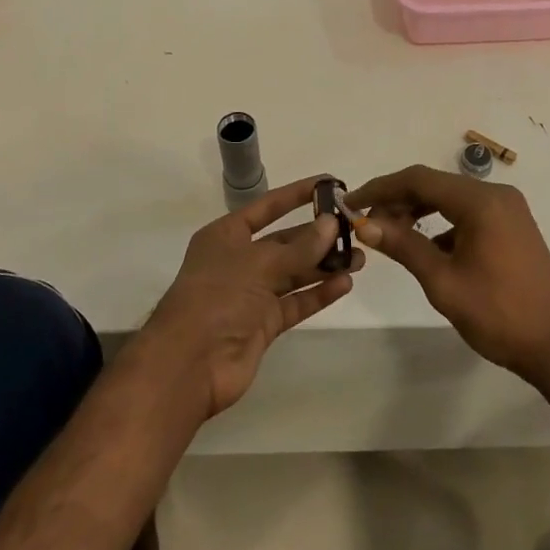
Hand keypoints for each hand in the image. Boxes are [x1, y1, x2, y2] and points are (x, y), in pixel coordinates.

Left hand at [141, 175, 362, 417]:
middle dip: (318, 236)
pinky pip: (296, 302)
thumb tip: (331, 223)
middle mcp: (239, 260)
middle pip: (285, 242)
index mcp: (227, 235)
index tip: (330, 184)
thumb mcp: (259, 264)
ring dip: (324, 265)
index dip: (297, 194)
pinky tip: (344, 284)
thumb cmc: (217, 298)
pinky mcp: (264, 324)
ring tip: (359, 258)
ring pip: (294, 273)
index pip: (268, 206)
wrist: (189, 365)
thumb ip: (299, 247)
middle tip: (355, 230)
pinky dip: (318, 293)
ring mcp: (252, 294)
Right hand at [346, 165, 549, 382]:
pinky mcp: (513, 225)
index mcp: (480, 202)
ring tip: (388, 233)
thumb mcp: (443, 282)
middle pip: (435, 184)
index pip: (418, 179)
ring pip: (451, 198)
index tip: (350, 202)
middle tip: (365, 222)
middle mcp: (496, 194)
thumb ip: (404, 246)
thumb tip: (365, 224)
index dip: (380, 188)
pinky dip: (442, 222)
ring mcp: (508, 208)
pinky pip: (468, 212)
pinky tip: (425, 246)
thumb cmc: (497, 314)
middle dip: (397, 199)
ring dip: (418, 210)